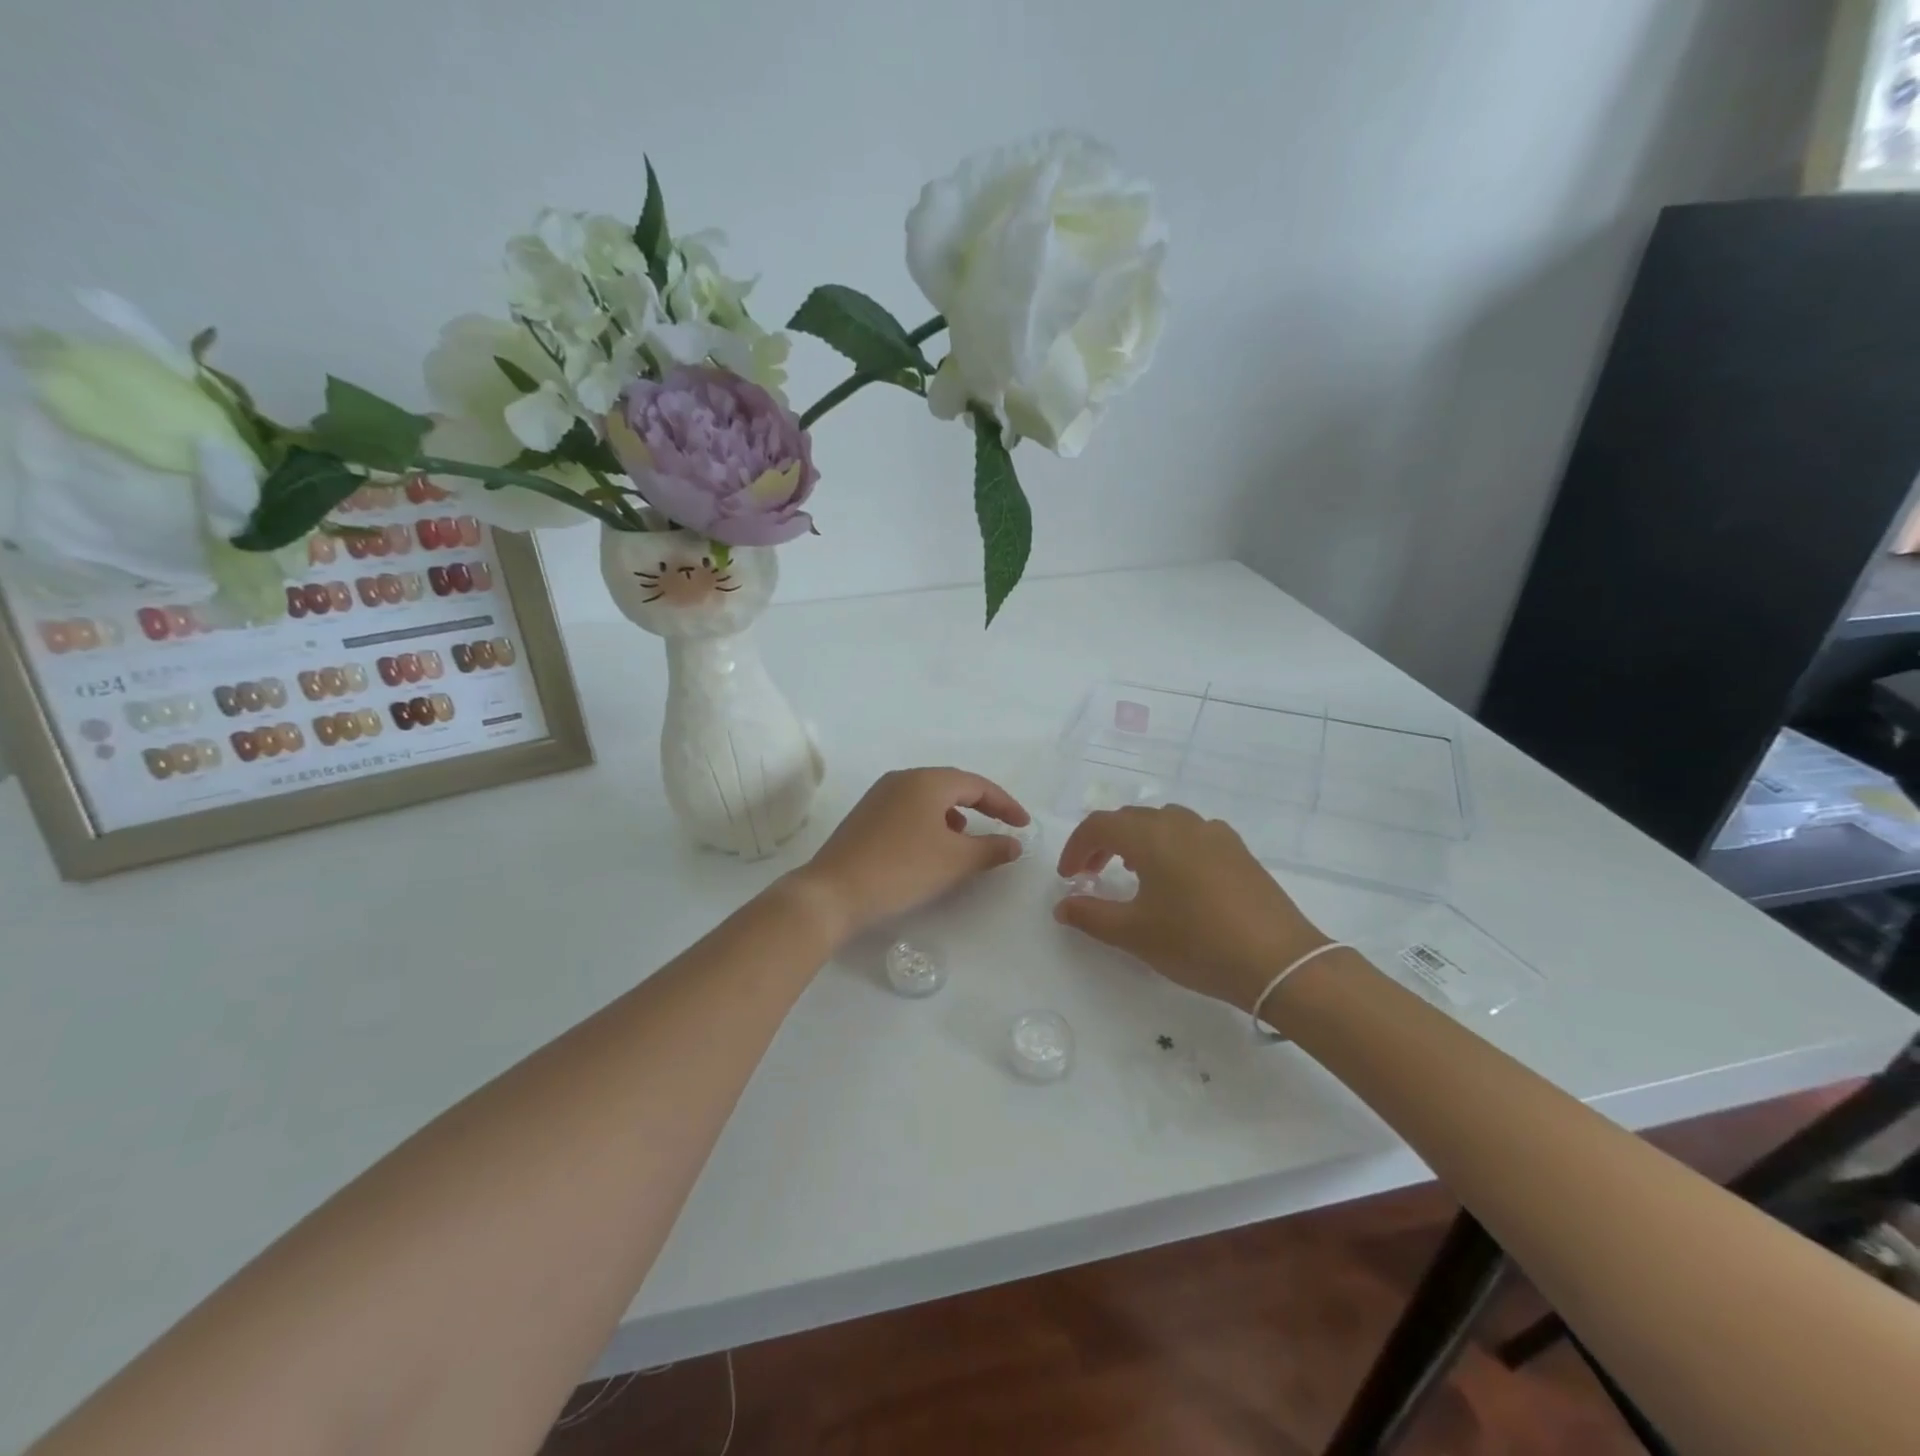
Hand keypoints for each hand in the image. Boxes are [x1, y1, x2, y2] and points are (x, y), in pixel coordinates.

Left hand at [798, 767, 1030, 939]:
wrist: (832, 892)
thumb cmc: (901, 870)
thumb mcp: (954, 861)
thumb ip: (991, 849)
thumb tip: (1014, 843)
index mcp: (926, 781)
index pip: (977, 784)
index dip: (1005, 804)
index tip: (1024, 825)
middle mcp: (902, 779)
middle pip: (952, 785)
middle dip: (981, 805)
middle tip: (1003, 825)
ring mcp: (880, 795)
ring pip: (929, 798)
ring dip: (954, 814)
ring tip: (966, 839)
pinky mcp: (866, 815)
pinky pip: (909, 809)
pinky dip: (930, 822)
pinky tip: (931, 847)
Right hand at [1054, 805, 1330, 1011]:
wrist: (1279, 962)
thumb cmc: (1197, 943)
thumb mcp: (1134, 934)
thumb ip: (1091, 915)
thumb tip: (1062, 906)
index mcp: (1151, 835)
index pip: (1099, 825)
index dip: (1076, 848)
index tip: (1069, 878)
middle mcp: (1181, 823)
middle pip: (1130, 819)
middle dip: (1104, 843)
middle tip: (1092, 876)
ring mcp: (1214, 833)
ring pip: (1163, 823)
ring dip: (1138, 841)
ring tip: (1132, 874)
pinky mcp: (1238, 850)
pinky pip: (1192, 834)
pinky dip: (1170, 846)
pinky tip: (1177, 879)